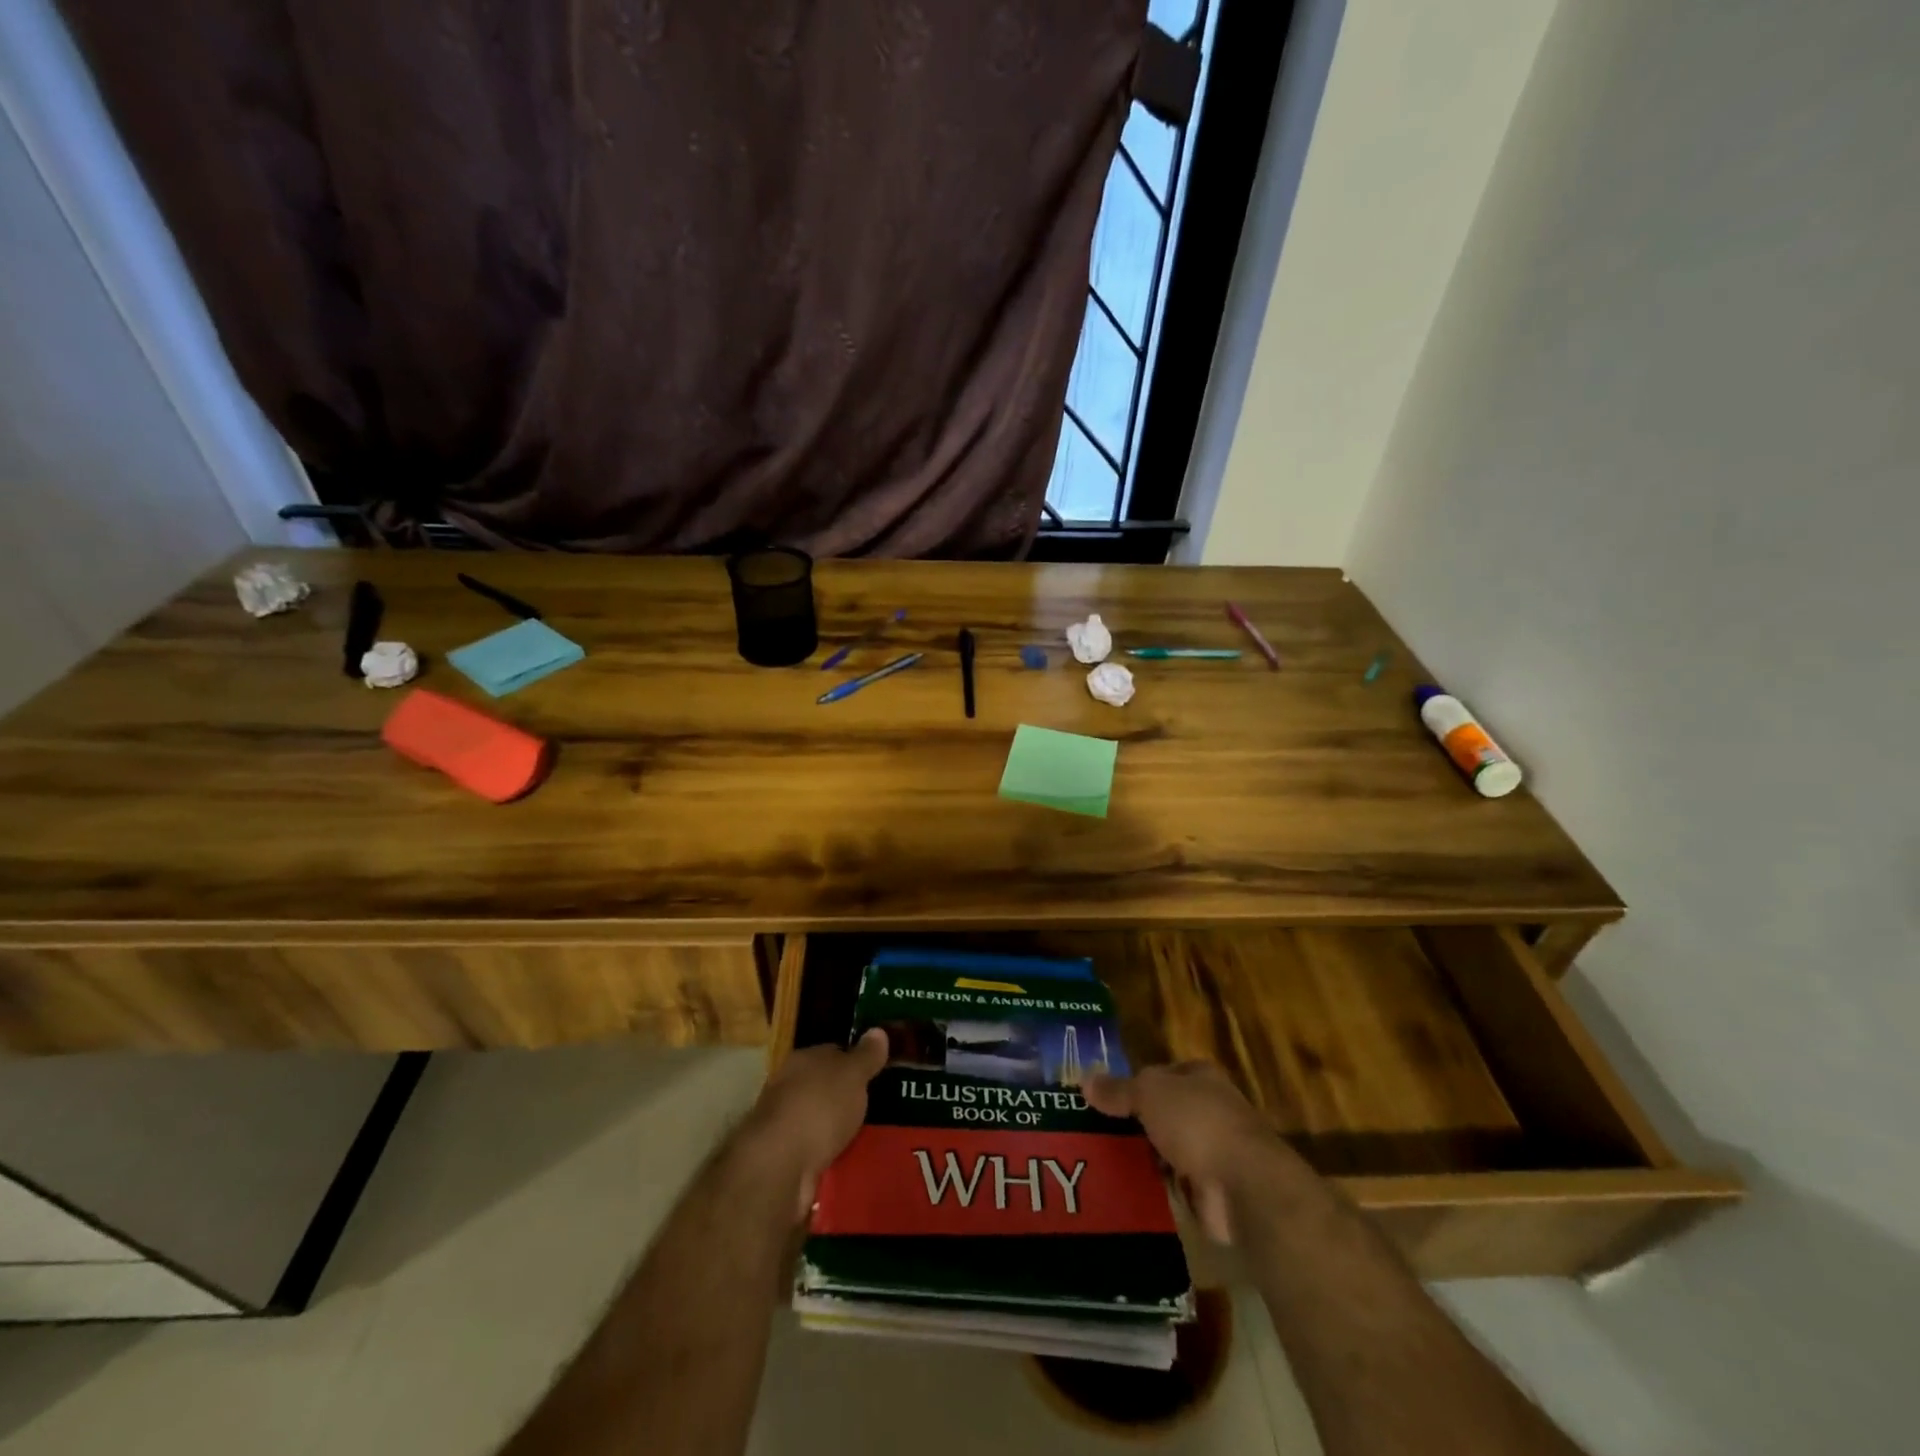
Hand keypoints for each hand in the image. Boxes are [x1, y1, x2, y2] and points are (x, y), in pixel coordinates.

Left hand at [738, 1028, 889, 1221]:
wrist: (779, 1166)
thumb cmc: (818, 1107)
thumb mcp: (852, 1074)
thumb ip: (866, 1055)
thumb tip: (878, 1030)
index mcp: (803, 1060)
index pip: (833, 1053)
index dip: (856, 1061)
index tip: (879, 1073)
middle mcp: (790, 1088)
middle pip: (827, 1087)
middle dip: (849, 1097)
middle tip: (882, 1106)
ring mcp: (787, 1125)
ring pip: (822, 1121)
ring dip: (841, 1129)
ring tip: (875, 1136)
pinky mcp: (788, 1159)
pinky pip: (819, 1152)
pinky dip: (834, 1156)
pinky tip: (855, 1161)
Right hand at [1084, 1060, 1296, 1244]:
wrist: (1244, 1186)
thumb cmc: (1197, 1123)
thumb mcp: (1149, 1094)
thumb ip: (1118, 1090)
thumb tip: (1084, 1079)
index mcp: (1200, 1077)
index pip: (1160, 1074)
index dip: (1132, 1084)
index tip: (1101, 1101)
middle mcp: (1209, 1109)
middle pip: (1161, 1113)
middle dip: (1133, 1125)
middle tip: (1092, 1134)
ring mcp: (1212, 1152)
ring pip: (1165, 1150)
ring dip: (1142, 1159)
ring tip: (1099, 1164)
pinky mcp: (1210, 1190)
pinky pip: (1173, 1185)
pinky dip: (1154, 1189)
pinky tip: (1124, 1191)